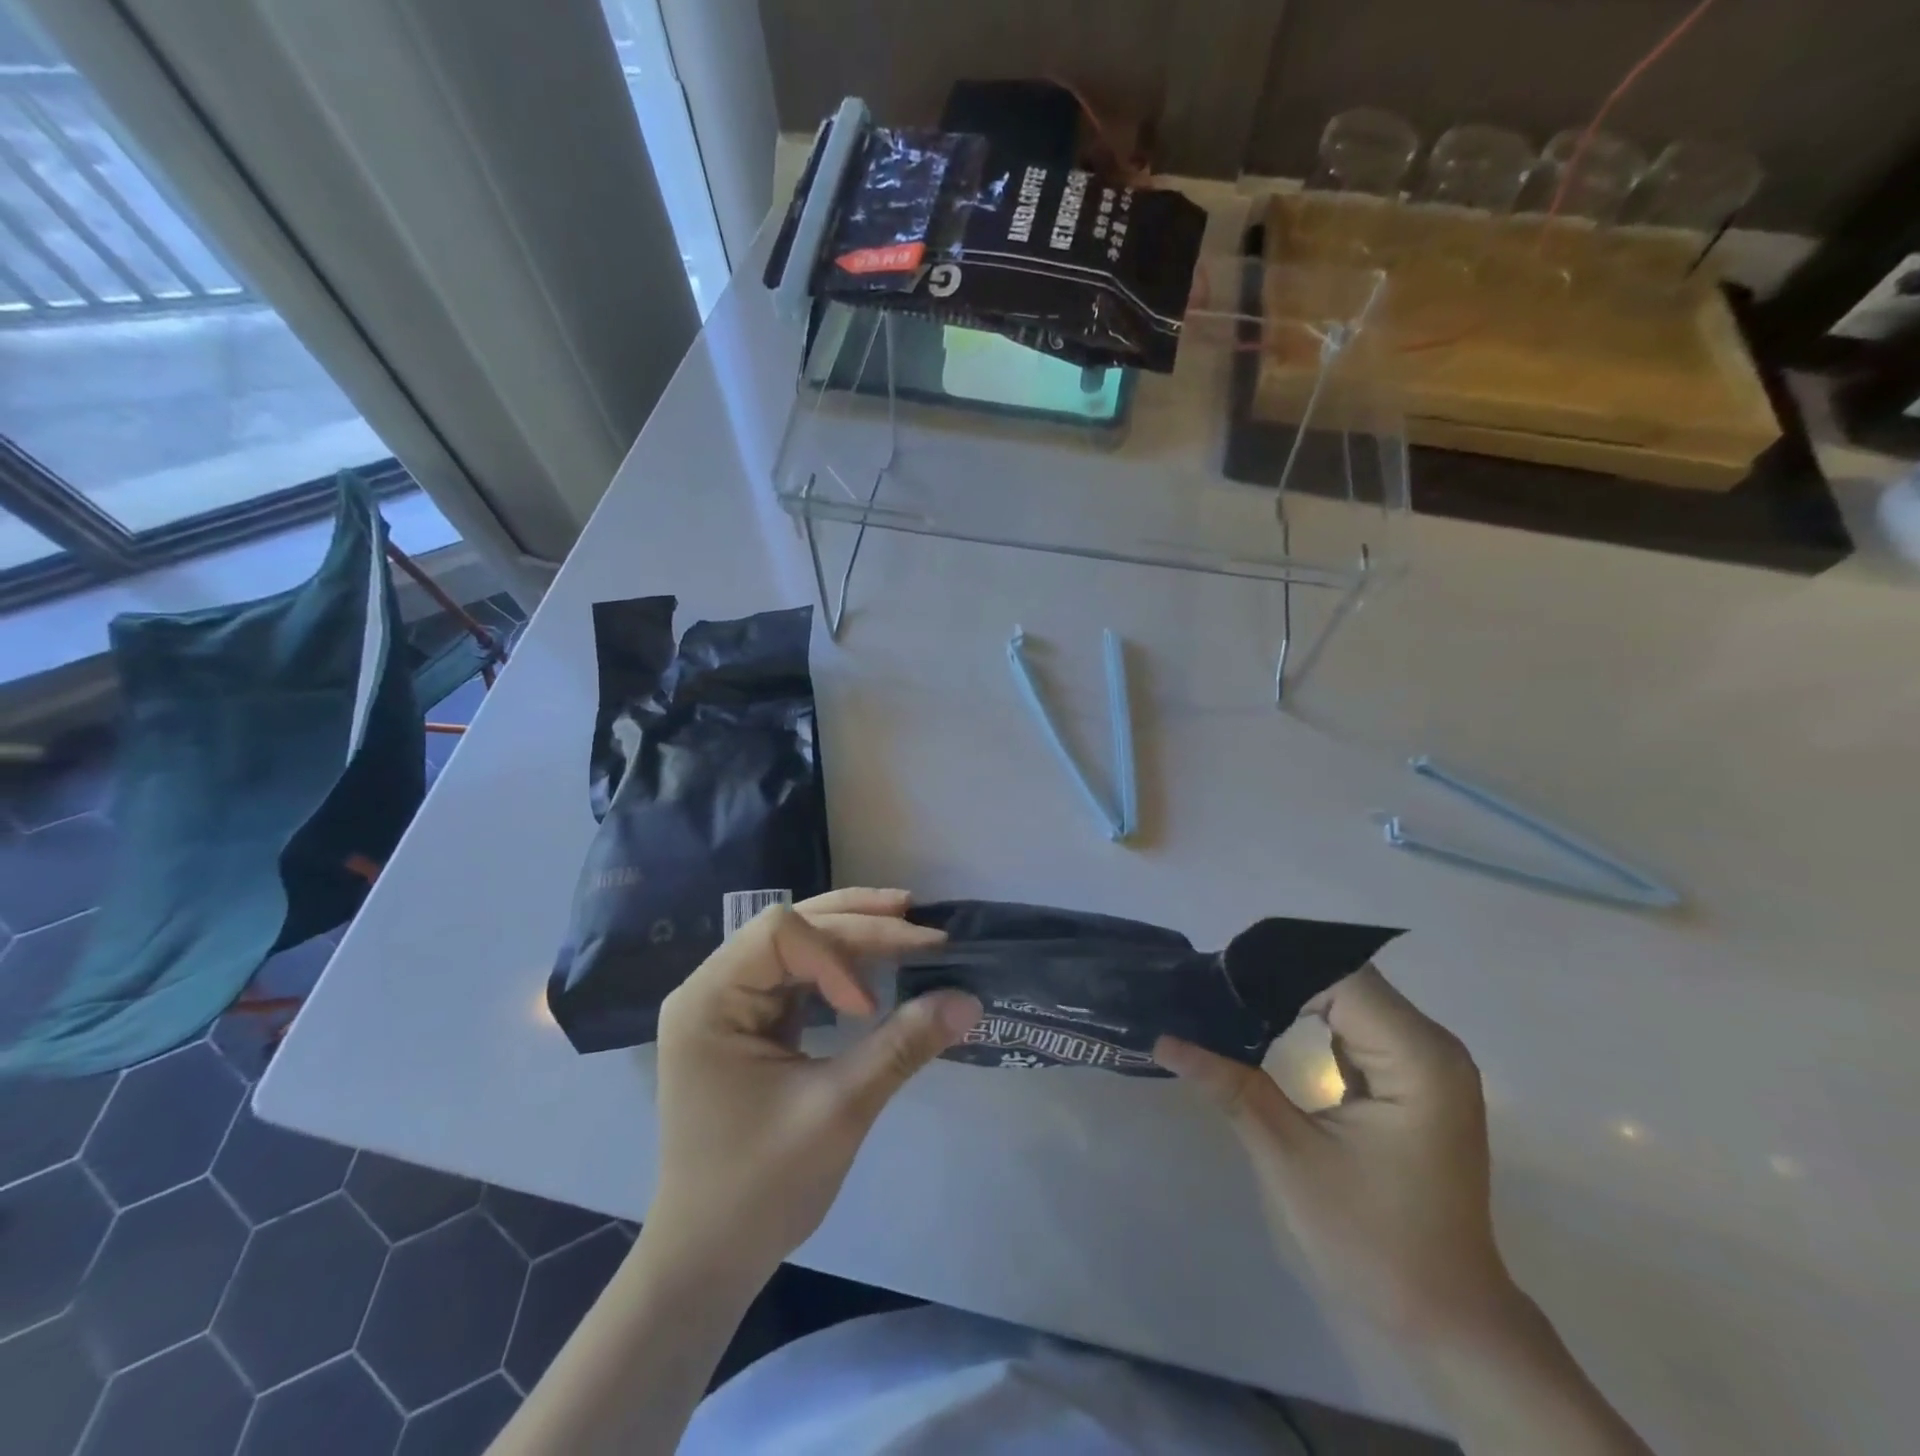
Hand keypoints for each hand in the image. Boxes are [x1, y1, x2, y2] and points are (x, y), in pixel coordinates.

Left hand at [646, 888, 981, 1281]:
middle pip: (789, 927)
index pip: (779, 934)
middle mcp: (711, 988)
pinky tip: (876, 963)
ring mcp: (728, 1004)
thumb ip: (902, 1047)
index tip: (867, 1009)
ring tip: (906, 923)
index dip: (835, 953)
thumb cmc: (760, 1189)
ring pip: (797, 942)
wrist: (709, 1259)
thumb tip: (969, 1000)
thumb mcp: (838, 1112)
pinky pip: (798, 974)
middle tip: (920, 925)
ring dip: (852, 931)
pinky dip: (841, 964)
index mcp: (708, 1001)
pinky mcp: (749, 1022)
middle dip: (857, 923)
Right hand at [1156, 965, 1515, 1344]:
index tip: (1214, 978)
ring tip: (1227, 997)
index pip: (1338, 977)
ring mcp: (1426, 1062)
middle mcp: (1432, 1045)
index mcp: (1417, 1058)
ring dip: (1290, 995)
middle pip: (1344, 979)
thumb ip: (1229, 1085)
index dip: (1274, 969)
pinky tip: (1265, 1022)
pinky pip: (1355, 1025)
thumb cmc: (1374, 1242)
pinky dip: (1310, 1018)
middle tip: (1211, 986)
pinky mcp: (1411, 1078)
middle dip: (1276, 978)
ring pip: (1348, 997)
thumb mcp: (1290, 1157)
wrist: (1447, 1320)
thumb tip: (1163, 1037)